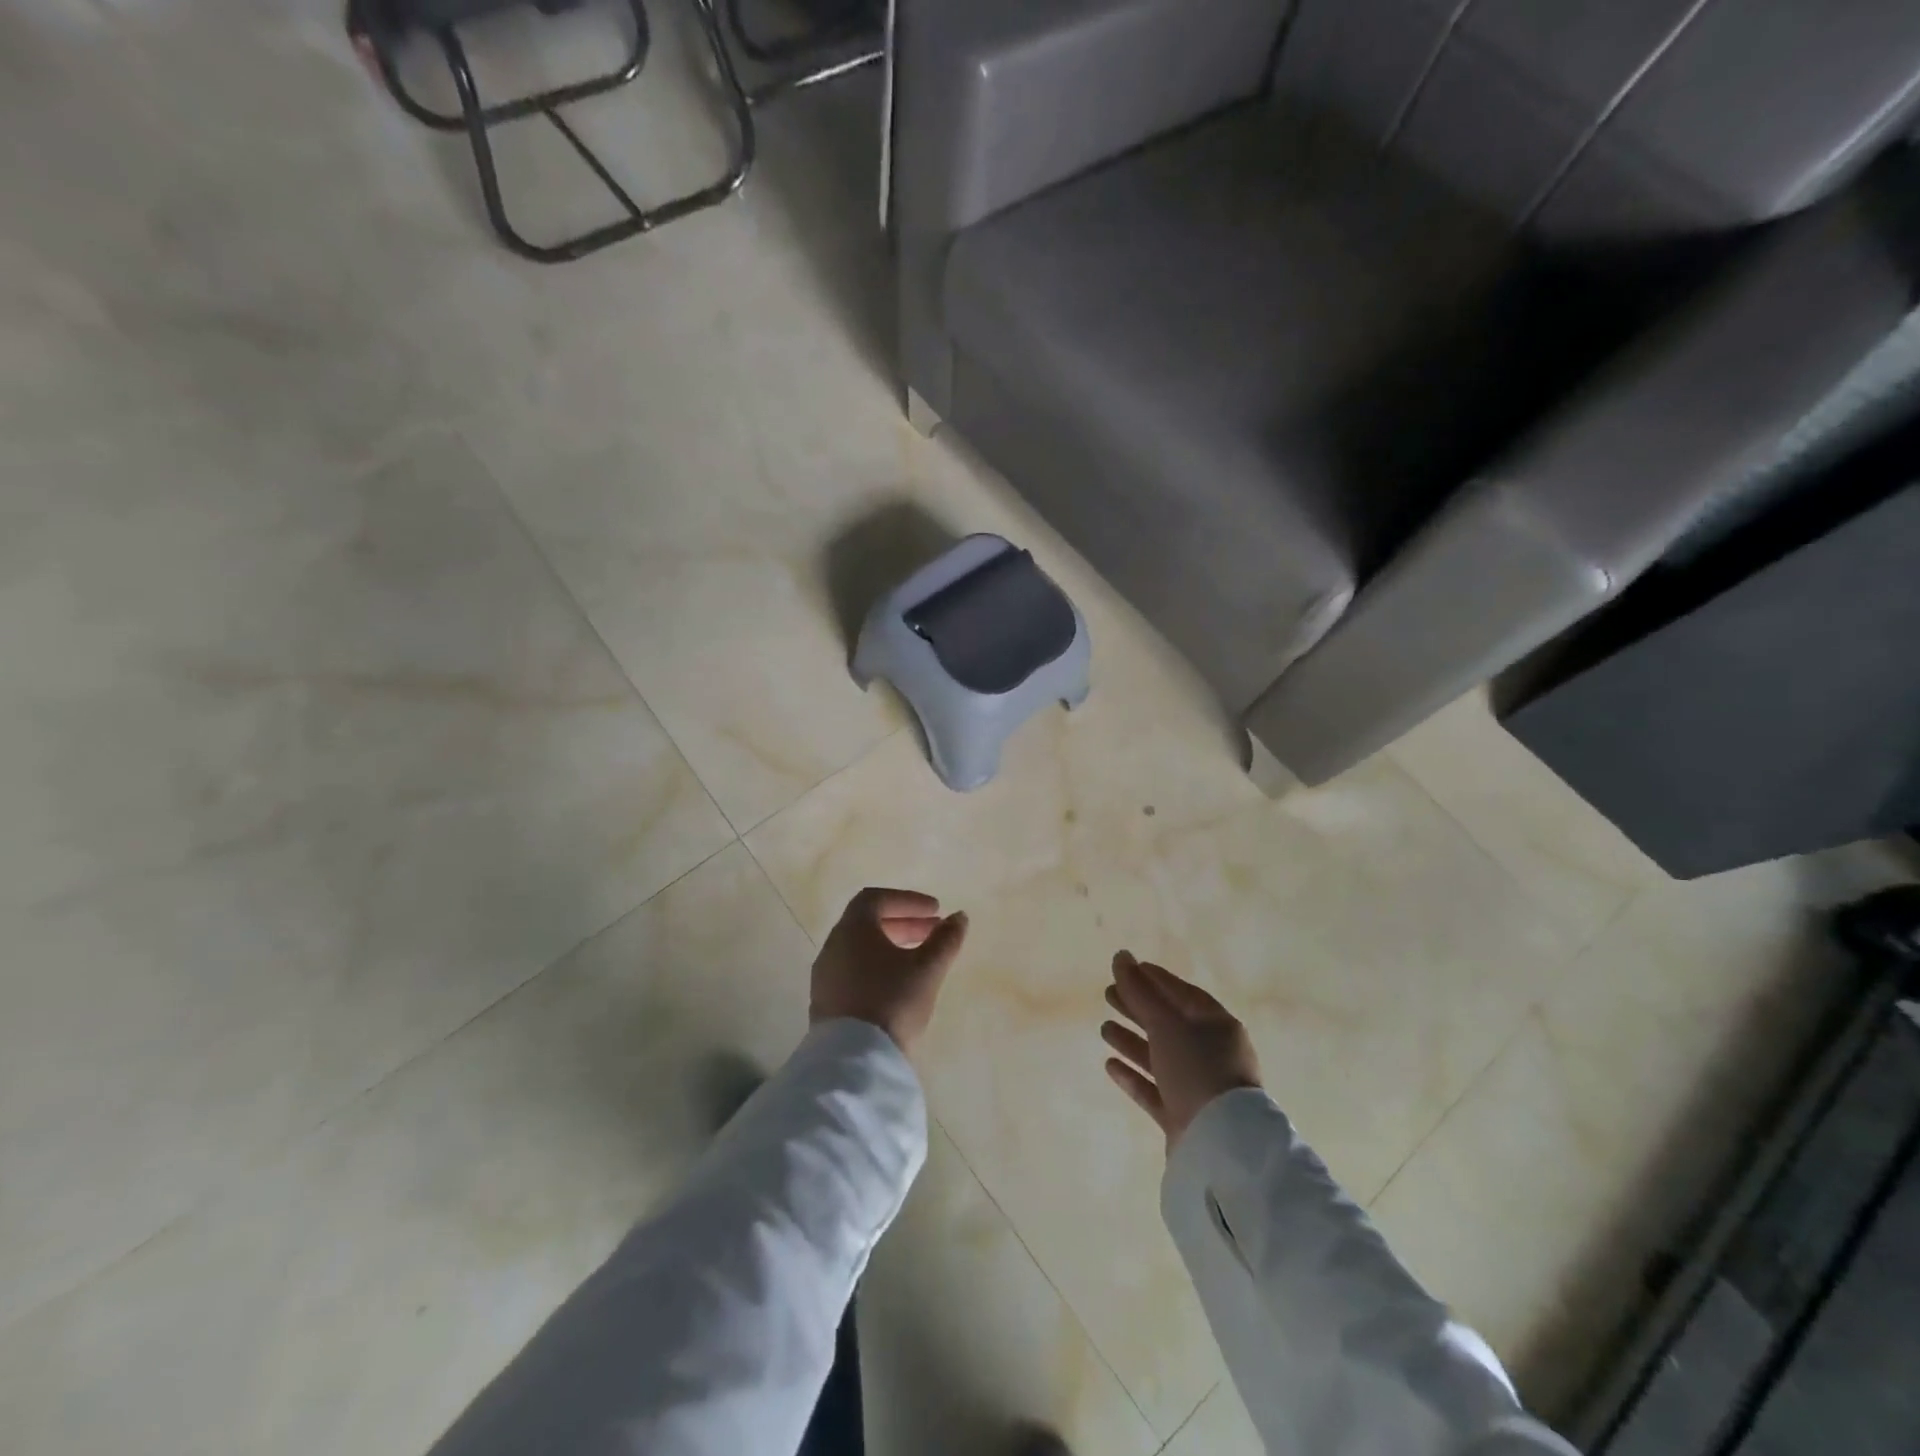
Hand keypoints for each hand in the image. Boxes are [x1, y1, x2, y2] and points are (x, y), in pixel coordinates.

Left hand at [811, 888, 968, 1056]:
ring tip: (920, 960)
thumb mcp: (927, 969)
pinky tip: (898, 986)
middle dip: (903, 923)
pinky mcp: (825, 1003)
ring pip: (859, 949)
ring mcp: (825, 977)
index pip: (875, 899)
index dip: (907, 900)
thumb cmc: (893, 1002)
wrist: (856, 1062)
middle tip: (933, 932)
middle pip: (867, 923)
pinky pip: (852, 972)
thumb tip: (959, 917)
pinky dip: (876, 967)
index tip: (935, 911)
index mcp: (852, 930)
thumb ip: (945, 939)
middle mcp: (832, 947)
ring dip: (890, 946)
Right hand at [1101, 951, 1261, 1150]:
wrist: (1221, 1146)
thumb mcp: (1166, 1024)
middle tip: (1107, 994)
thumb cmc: (1197, 1069)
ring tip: (1103, 1028)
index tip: (1126, 968)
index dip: (1154, 979)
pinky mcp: (1183, 1116)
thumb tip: (1120, 956)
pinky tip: (1110, 1064)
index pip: (1181, 993)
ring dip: (1131, 1041)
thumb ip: (1139, 991)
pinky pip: (1154, 1089)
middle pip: (1168, 1023)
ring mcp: (1197, 1086)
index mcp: (1216, 1025)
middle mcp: (1210, 1053)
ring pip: (1159, 1056)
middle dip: (1138, 1007)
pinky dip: (1133, 1075)